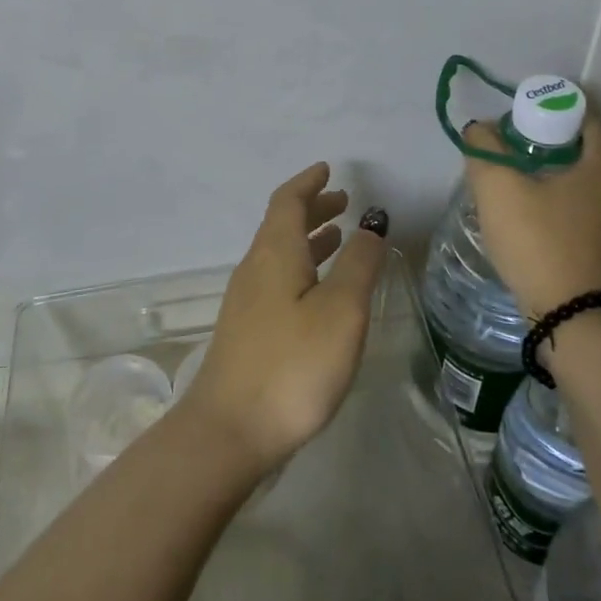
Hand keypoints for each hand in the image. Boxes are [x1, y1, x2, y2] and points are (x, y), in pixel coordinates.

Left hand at [174, 163, 387, 478]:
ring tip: (338, 238)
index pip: (287, 201)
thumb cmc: (292, 365)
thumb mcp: (340, 311)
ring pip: (279, 253)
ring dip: (308, 238)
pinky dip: (301, 266)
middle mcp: (255, 268)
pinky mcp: (247, 330)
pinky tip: (318, 290)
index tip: (327, 169)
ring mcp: (246, 301)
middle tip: (343, 202)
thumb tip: (370, 225)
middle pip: (281, 224)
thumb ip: (359, 265)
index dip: (308, 182)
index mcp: (275, 252)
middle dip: (312, 208)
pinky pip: (276, 278)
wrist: (230, 431)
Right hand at [463, 113, 600, 317]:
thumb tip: (480, 129)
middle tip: (516, 158)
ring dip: (565, 172)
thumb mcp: (498, 189)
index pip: (577, 114)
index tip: (512, 134)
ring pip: (596, 174)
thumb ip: (484, 147)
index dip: (540, 116)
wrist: (575, 320)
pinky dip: (578, 197)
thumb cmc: (540, 243)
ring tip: (528, 185)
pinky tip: (549, 212)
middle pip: (588, 143)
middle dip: (551, 143)